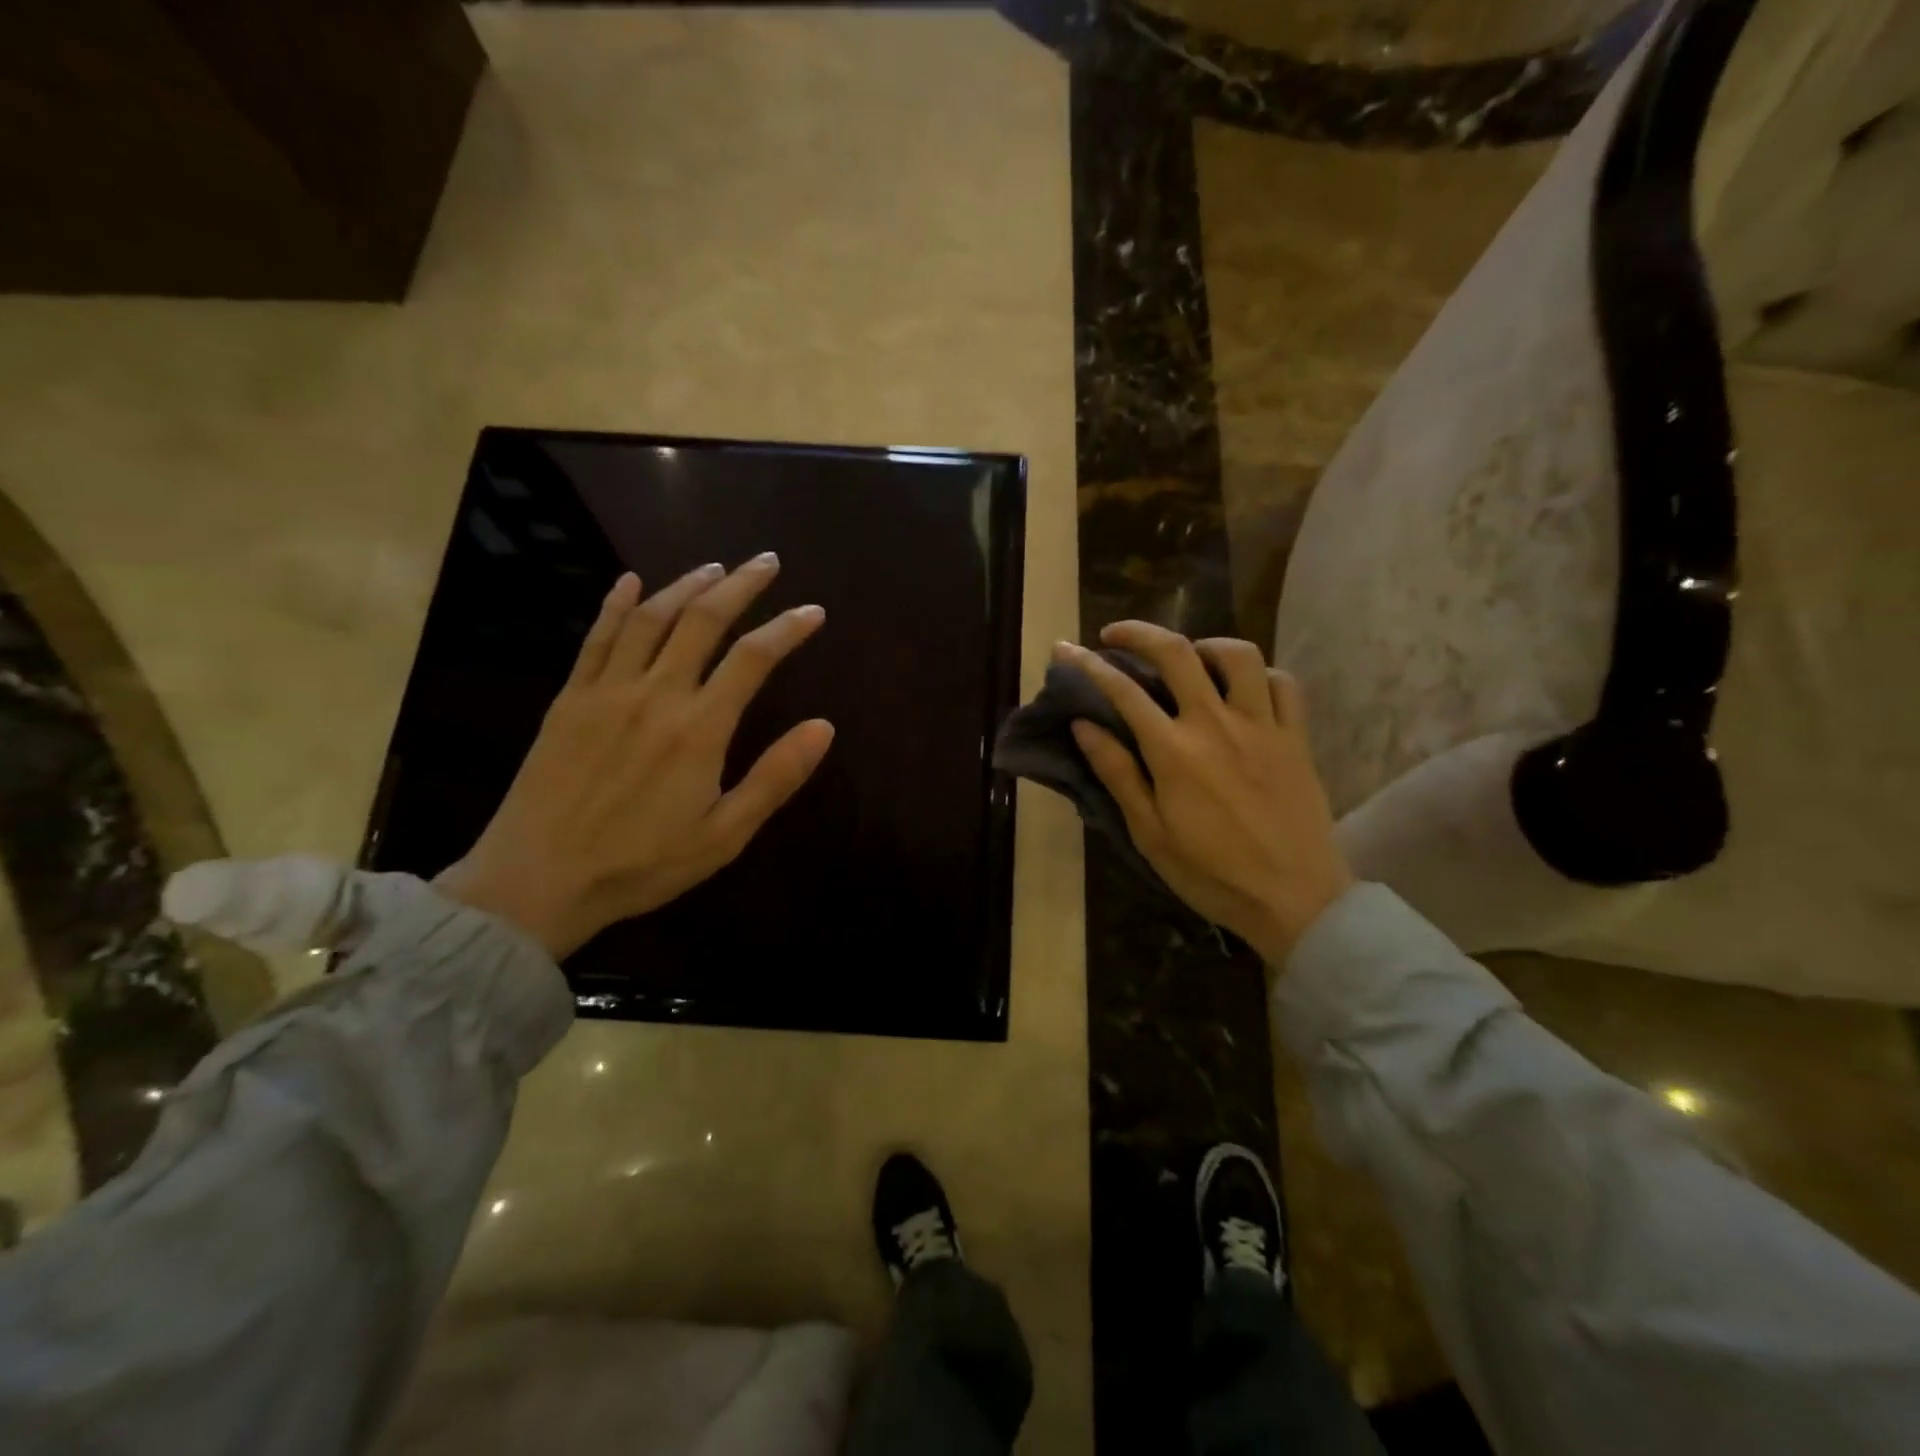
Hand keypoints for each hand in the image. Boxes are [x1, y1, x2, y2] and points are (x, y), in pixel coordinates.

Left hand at [436, 556, 833, 958]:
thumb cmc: (642, 864)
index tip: (813, 612)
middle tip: (766, 562)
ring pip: (651, 618)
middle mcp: (656, 694)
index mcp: (699, 728)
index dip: (788, 629)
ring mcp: (607, 690)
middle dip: (740, 585)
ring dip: (686, 584)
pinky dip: (616, 603)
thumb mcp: (724, 834)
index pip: (754, 659)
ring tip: (715, 567)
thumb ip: (775, 777)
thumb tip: (824, 727)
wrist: (536, 881)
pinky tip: (631, 581)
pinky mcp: (570, 699)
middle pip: (703, 620)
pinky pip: (597, 637)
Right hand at [1060, 623, 1352, 968]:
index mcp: (1174, 752)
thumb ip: (1117, 773)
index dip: (1089, 665)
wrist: (1294, 900)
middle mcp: (1217, 724)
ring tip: (1187, 657)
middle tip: (1115, 635)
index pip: (1124, 691)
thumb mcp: (1149, 833)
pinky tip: (1241, 688)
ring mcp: (1263, 726)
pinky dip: (1258, 674)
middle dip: (1139, 633)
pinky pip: (1282, 683)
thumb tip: (1083, 725)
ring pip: (1237, 655)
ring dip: (1204, 644)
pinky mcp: (1296, 737)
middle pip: (1177, 653)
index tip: (1066, 650)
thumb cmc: (1211, 873)